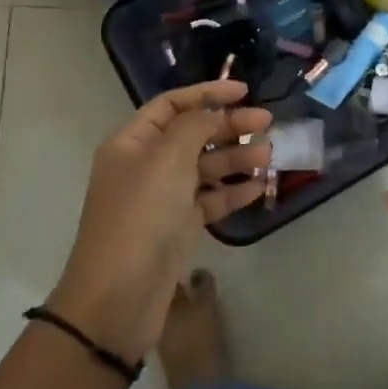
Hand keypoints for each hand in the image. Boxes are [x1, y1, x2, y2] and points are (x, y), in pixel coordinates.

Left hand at [48, 80, 271, 365]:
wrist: (118, 297)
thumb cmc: (141, 217)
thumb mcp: (167, 160)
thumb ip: (195, 127)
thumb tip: (214, 112)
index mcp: (132, 142)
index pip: (172, 105)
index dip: (207, 94)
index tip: (243, 91)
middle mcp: (146, 165)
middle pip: (193, 134)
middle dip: (229, 127)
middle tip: (267, 124)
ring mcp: (163, 198)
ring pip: (205, 168)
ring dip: (236, 160)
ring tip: (269, 157)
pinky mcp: (178, 227)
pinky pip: (210, 200)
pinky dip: (233, 192)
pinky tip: (259, 188)